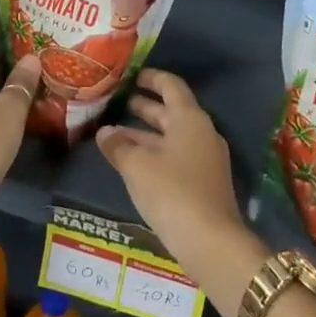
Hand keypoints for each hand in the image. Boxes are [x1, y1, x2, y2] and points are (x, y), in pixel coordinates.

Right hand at [96, 69, 250, 277]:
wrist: (211, 241)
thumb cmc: (172, 192)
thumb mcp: (137, 166)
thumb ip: (119, 145)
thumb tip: (104, 132)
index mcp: (190, 119)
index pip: (171, 86)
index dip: (152, 78)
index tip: (133, 75)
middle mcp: (201, 132)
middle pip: (172, 112)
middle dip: (145, 107)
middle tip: (119, 103)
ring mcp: (206, 159)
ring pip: (172, 137)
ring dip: (145, 134)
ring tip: (115, 134)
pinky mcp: (204, 182)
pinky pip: (176, 156)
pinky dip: (155, 154)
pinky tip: (133, 164)